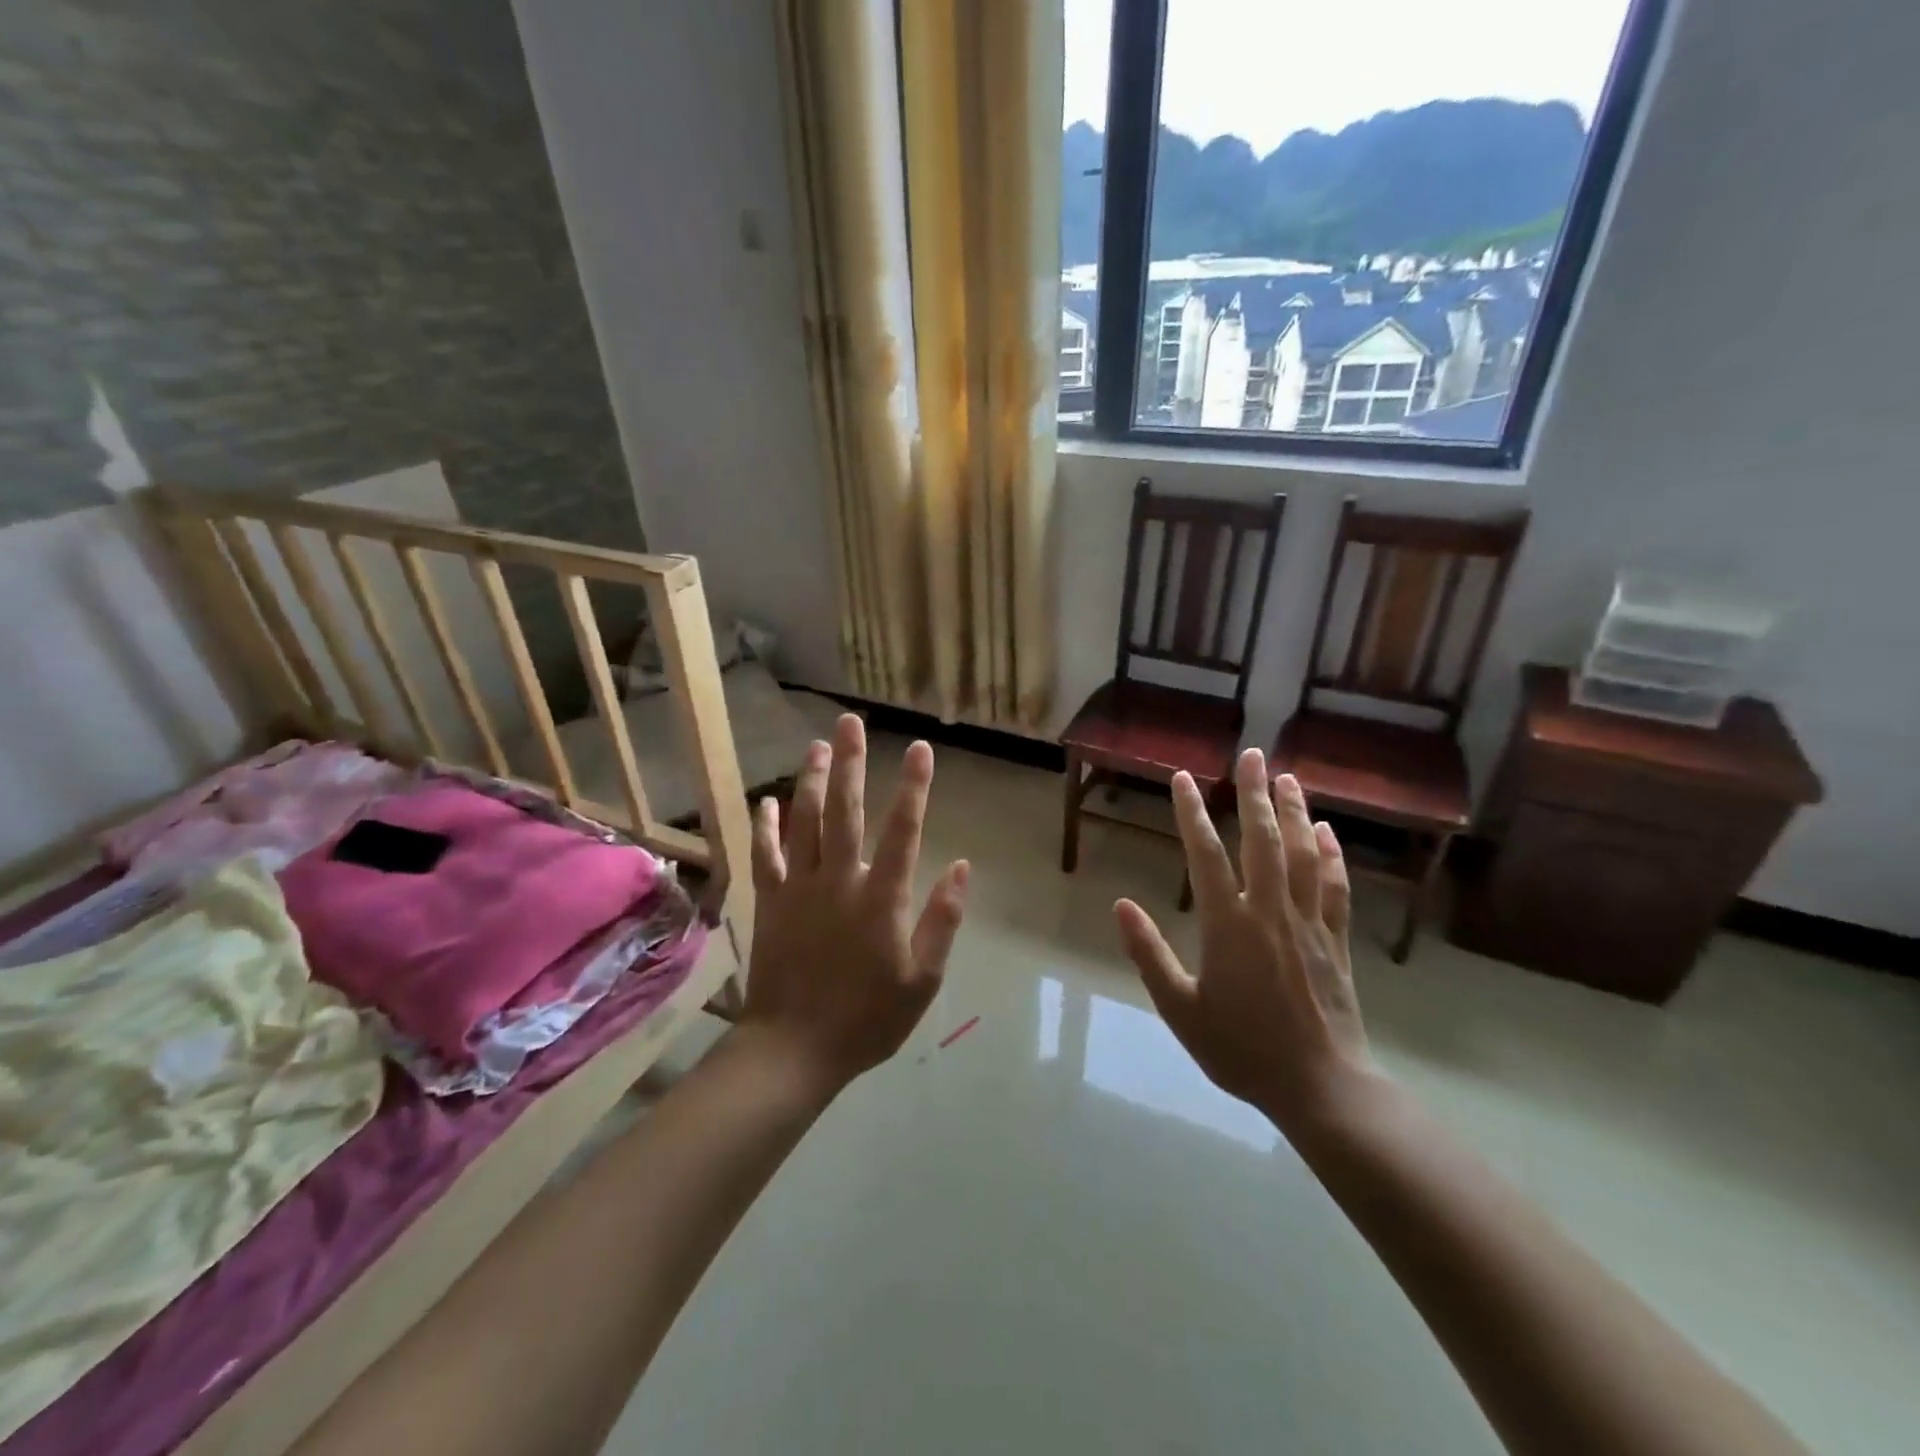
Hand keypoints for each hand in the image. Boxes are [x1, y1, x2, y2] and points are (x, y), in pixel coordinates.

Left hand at [742, 713, 969, 1091]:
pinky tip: (768, 801)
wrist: (794, 1049)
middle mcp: (839, 880)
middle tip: (849, 722)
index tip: (920, 748)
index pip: (903, 830)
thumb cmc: (867, 1018)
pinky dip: (766, 826)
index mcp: (882, 898)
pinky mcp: (771, 902)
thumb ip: (944, 920)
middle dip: (850, 763)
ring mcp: (799, 888)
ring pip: (804, 822)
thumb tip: (964, 866)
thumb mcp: (923, 979)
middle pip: (845, 811)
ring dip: (812, 780)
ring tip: (817, 745)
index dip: (914, 786)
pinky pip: (766, 855)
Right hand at [1115, 749, 1375, 1137]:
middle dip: (1255, 794)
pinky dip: (1332, 856)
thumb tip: (1119, 905)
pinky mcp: (1336, 941)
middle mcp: (1270, 912)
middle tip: (1252, 755)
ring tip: (1288, 777)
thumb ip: (1148, 954)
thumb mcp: (1180, 1009)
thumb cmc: (1241, 1050)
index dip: (1192, 813)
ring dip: (1295, 812)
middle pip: (1263, 840)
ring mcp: (1308, 924)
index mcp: (1228, 925)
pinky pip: (1335, 888)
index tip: (1183, 779)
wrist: (1320, 1088)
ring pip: (1303, 855)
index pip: (1206, 855)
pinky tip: (1327, 833)